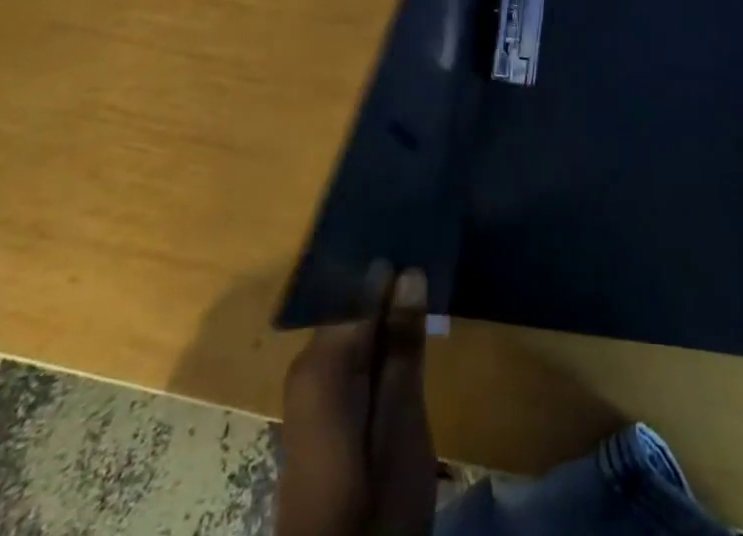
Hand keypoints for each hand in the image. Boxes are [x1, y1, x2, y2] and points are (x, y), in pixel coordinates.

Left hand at [277, 268, 436, 535]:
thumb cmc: (374, 509)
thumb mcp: (401, 427)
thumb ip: (403, 348)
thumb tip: (410, 272)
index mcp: (322, 362)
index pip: (361, 285)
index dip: (395, 261)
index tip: (427, 234)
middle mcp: (308, 362)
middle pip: (354, 303)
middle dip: (393, 283)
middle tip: (434, 259)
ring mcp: (310, 385)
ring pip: (355, 325)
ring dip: (389, 310)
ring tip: (428, 285)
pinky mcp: (320, 406)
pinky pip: (351, 350)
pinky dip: (379, 338)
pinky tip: (407, 333)